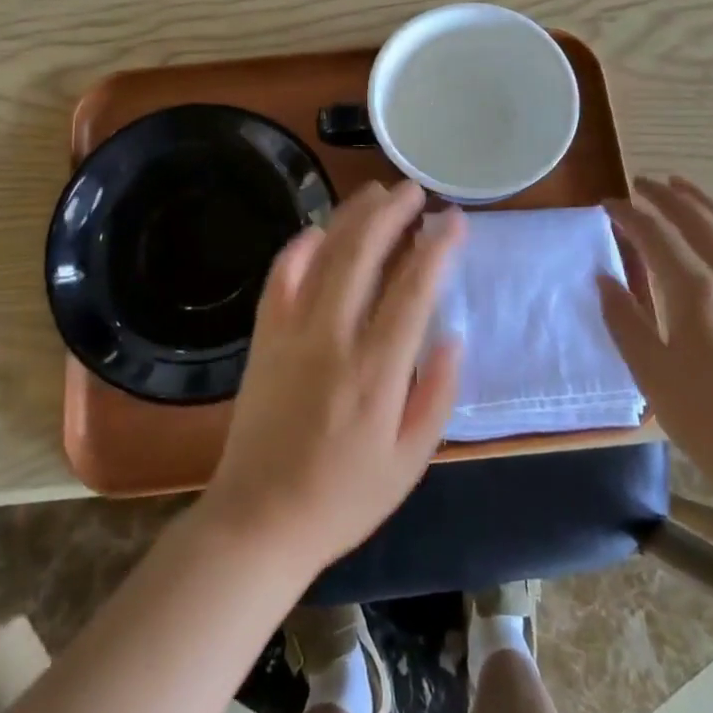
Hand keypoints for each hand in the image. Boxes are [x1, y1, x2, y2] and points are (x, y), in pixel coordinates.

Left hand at [201, 181, 464, 575]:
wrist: (258, 520)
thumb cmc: (342, 498)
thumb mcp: (409, 463)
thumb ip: (436, 396)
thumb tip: (453, 338)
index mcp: (376, 371)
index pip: (413, 290)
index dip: (436, 247)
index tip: (454, 220)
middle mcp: (333, 339)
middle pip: (363, 255)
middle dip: (391, 214)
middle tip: (413, 191)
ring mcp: (291, 333)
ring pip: (324, 256)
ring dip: (351, 218)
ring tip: (375, 193)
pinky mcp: (263, 338)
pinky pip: (280, 278)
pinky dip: (299, 248)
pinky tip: (317, 231)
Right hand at [601, 177, 712, 506]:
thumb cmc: (706, 420)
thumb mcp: (651, 373)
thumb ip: (624, 319)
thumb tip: (604, 278)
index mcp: (697, 293)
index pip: (657, 235)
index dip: (629, 215)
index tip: (608, 204)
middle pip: (697, 219)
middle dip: (665, 196)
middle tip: (640, 182)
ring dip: (702, 201)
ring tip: (680, 185)